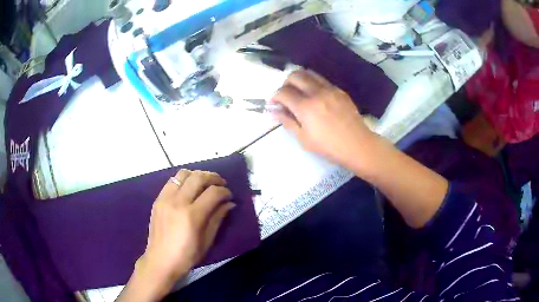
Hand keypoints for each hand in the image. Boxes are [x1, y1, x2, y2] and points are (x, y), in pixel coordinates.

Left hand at [119, 170, 234, 300]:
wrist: (160, 260)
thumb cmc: (187, 256)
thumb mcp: (207, 241)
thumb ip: (217, 218)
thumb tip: (229, 203)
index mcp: (192, 215)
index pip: (213, 193)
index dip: (224, 191)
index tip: (229, 195)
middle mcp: (178, 202)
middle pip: (198, 178)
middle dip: (213, 177)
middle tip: (221, 183)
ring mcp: (165, 199)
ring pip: (183, 174)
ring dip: (197, 175)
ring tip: (204, 182)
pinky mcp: (158, 199)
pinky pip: (172, 181)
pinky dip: (183, 180)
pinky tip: (189, 188)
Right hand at [271, 70, 377, 167]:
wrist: (357, 145)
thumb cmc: (328, 146)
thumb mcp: (303, 139)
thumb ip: (287, 121)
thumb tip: (274, 111)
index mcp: (305, 107)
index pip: (283, 92)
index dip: (274, 97)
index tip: (273, 104)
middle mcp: (316, 92)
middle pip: (294, 75)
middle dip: (285, 84)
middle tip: (286, 96)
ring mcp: (330, 89)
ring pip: (308, 73)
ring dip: (299, 79)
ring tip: (299, 92)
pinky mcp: (339, 90)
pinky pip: (321, 80)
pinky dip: (312, 83)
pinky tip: (314, 96)